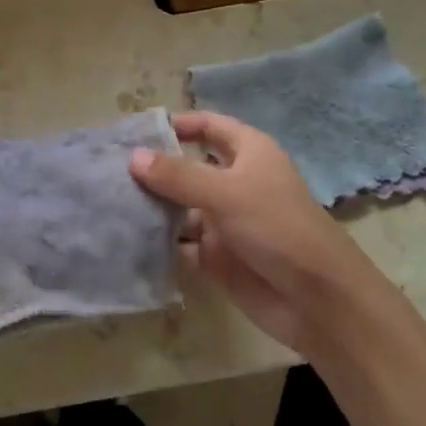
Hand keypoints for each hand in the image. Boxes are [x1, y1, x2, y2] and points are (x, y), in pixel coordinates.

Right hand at [131, 112, 367, 357]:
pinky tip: (125, 236)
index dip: (178, 124)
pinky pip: (180, 241)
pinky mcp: (217, 256)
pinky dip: (157, 239)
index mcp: (249, 153)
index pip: (208, 126)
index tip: (137, 130)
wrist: (318, 301)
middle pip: (188, 166)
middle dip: (155, 167)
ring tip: (107, 200)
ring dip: (152, 204)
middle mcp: (235, 182)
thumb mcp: (225, 193)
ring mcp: (225, 220)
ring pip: (180, 205)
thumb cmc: (278, 228)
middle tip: (109, 167)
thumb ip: (177, 175)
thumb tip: (133, 156)